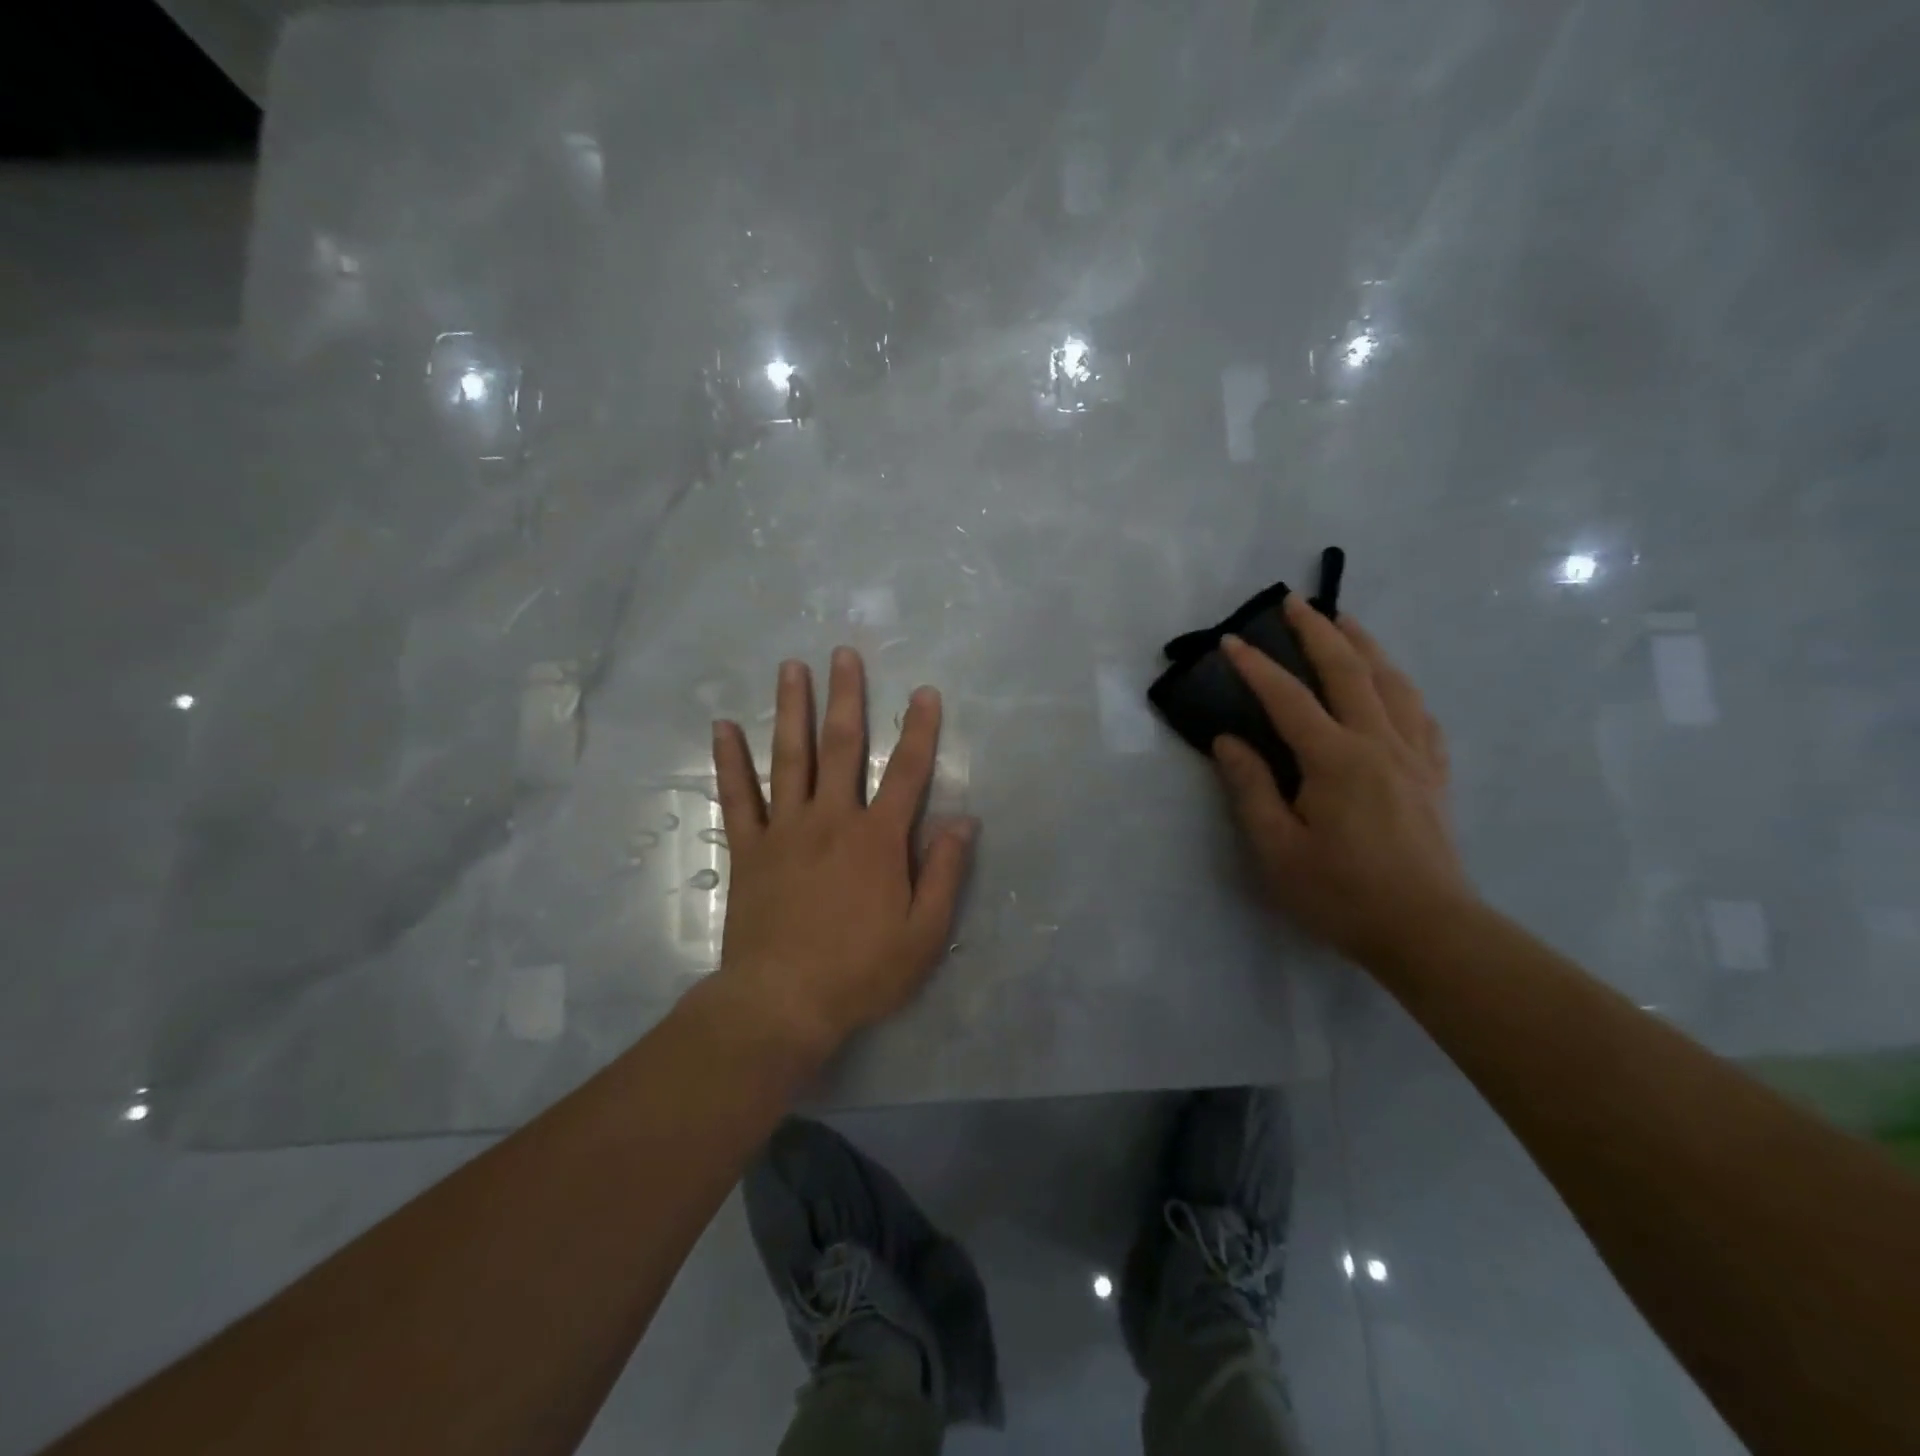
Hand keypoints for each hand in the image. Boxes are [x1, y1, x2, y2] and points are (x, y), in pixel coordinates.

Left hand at [708, 647, 975, 1059]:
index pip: (907, 773)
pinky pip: (738, 797)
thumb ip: (945, 873)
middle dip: (846, 697)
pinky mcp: (749, 850)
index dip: (919, 731)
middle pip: (840, 747)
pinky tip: (723, 727)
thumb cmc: (861, 971)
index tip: (924, 692)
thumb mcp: (924, 934)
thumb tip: (964, 820)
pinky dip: (730, 761)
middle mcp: (831, 820)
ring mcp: (785, 831)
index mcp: (878, 839)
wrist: (782, 1003)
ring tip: (791, 668)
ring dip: (791, 710)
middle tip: (843, 654)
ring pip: (788, 758)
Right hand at [1213, 595, 1471, 965]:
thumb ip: (1250, 789)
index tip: (1230, 641)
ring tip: (1345, 622)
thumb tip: (1228, 741)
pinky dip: (1401, 687)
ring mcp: (1414, 755)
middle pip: (1350, 670)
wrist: (1428, 931)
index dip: (1256, 667)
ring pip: (1392, 682)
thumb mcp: (1277, 849)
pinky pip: (1421, 714)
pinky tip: (1393, 686)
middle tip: (1294, 602)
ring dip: (1365, 645)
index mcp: (1335, 759)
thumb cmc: (1341, 894)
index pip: (1288, 698)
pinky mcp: (1434, 774)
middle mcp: (1379, 743)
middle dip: (1318, 631)